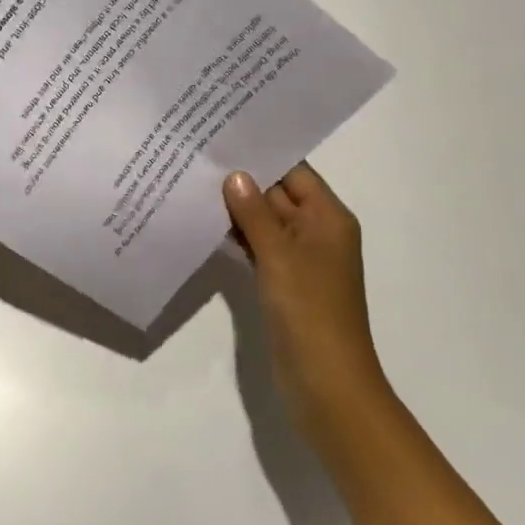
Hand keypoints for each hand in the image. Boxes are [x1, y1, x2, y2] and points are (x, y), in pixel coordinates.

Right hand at [223, 162, 390, 441]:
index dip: (261, 156)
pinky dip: (240, 238)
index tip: (222, 138)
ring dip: (238, 210)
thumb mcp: (279, 254)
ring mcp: (302, 260)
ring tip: (195, 185)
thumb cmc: (309, 311)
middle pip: (279, 194)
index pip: (294, 172)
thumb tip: (235, 174)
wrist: (328, 387)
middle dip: (243, 181)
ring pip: (266, 222)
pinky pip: (261, 248)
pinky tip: (208, 225)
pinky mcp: (286, 284)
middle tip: (198, 158)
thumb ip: (254, 212)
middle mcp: (318, 232)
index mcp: (329, 218)